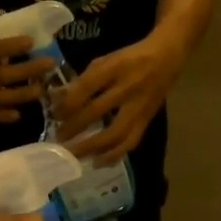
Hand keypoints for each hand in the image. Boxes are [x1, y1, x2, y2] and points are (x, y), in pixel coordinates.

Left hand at [52, 35, 182, 162]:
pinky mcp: (147, 120)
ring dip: (92, 147)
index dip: (69, 102)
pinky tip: (98, 162)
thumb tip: (59, 99)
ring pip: (115, 132)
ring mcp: (139, 106)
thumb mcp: (106, 60)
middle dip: (74, 127)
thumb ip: (84, 79)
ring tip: (75, 156)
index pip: (88, 86)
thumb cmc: (130, 58)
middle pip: (97, 111)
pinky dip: (114, 155)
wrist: (167, 58)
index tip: (54, 114)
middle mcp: (127, 88)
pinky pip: (130, 141)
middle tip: (58, 139)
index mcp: (115, 68)